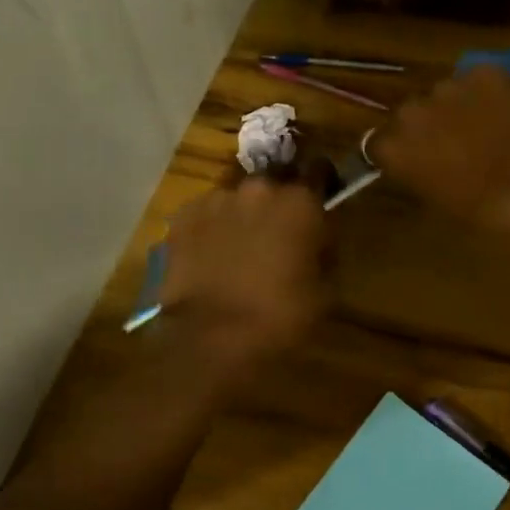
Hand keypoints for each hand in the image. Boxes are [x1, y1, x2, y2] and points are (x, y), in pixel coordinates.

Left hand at [159, 175, 330, 375]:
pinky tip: (211, 255)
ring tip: (239, 246)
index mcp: (300, 201)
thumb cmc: (281, 316)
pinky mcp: (184, 217)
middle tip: (278, 229)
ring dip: (244, 213)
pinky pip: (206, 213)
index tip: (320, 197)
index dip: (322, 181)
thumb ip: (324, 250)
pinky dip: (212, 227)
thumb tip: (317, 239)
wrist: (212, 339)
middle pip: (275, 179)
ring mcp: (217, 200)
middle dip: (279, 198)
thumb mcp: (325, 288)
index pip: (319, 169)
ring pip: (238, 197)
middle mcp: (259, 188)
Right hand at [365, 66, 509, 230]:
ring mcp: (448, 86)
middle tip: (450, 145)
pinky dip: (487, 91)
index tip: (412, 161)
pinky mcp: (484, 71)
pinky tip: (504, 111)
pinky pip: (477, 79)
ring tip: (482, 126)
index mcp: (393, 147)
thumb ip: (416, 173)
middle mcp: (411, 110)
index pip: (378, 142)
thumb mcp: (437, 199)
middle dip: (425, 125)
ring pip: (443, 92)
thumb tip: (417, 163)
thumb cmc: (484, 209)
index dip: (397, 151)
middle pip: (409, 112)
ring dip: (455, 106)